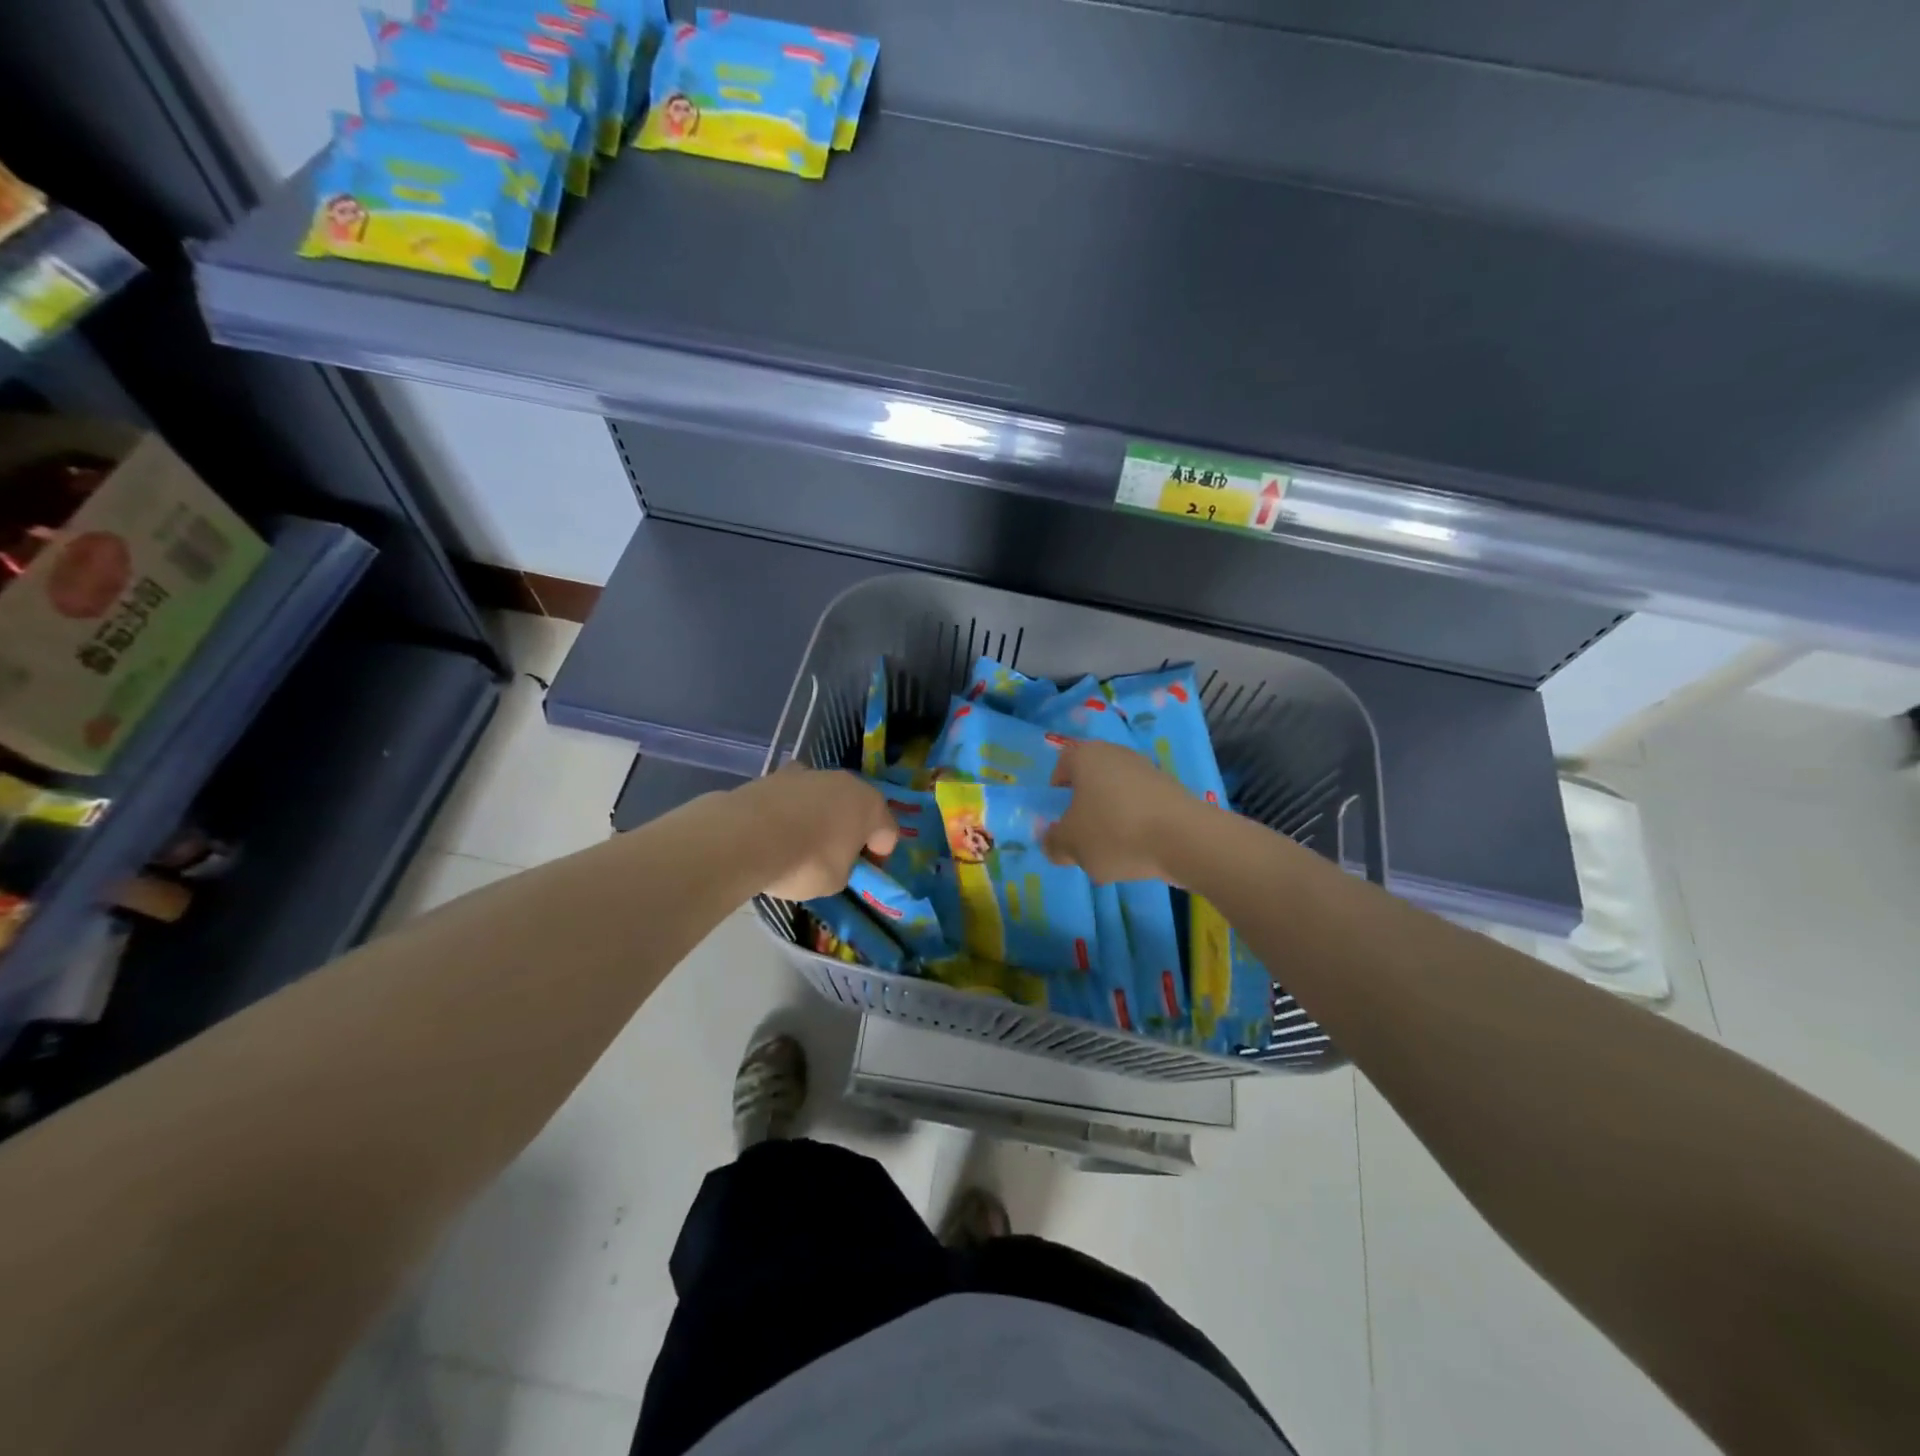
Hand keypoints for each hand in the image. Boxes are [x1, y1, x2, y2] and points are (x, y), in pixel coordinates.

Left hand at [730, 766, 898, 900]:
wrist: (746, 837)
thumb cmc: (806, 862)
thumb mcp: (836, 880)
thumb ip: (844, 865)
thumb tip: (835, 858)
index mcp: (870, 805)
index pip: (888, 831)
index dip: (879, 854)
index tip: (863, 871)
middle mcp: (844, 781)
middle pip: (855, 806)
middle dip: (850, 828)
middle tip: (836, 855)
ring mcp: (808, 774)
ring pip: (823, 797)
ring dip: (819, 816)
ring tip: (800, 844)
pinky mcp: (774, 776)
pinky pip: (792, 798)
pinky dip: (789, 812)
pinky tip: (775, 834)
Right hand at [1042, 740, 1205, 883]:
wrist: (1185, 839)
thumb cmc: (1115, 832)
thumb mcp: (1071, 846)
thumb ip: (1053, 843)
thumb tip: (1052, 841)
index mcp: (1086, 757)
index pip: (1062, 764)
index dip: (1056, 790)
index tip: (1060, 817)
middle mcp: (1116, 754)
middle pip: (1092, 779)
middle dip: (1085, 807)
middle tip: (1084, 836)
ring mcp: (1148, 769)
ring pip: (1118, 793)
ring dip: (1112, 817)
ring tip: (1114, 849)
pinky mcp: (1172, 789)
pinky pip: (1143, 805)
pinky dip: (1137, 824)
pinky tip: (1141, 850)